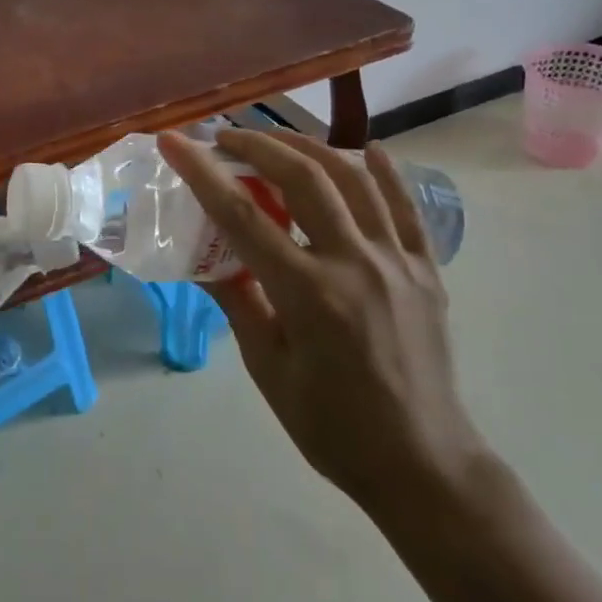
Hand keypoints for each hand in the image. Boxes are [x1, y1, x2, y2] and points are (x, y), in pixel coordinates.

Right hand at [159, 128, 489, 520]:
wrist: (422, 464)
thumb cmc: (332, 426)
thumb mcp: (267, 368)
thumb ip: (237, 301)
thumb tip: (202, 259)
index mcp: (309, 294)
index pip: (242, 216)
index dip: (202, 173)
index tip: (174, 142)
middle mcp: (355, 264)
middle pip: (303, 179)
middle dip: (258, 146)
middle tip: (225, 137)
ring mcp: (398, 262)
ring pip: (354, 179)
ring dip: (310, 148)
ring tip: (277, 139)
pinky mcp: (427, 270)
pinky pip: (405, 207)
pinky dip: (384, 173)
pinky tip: (366, 151)